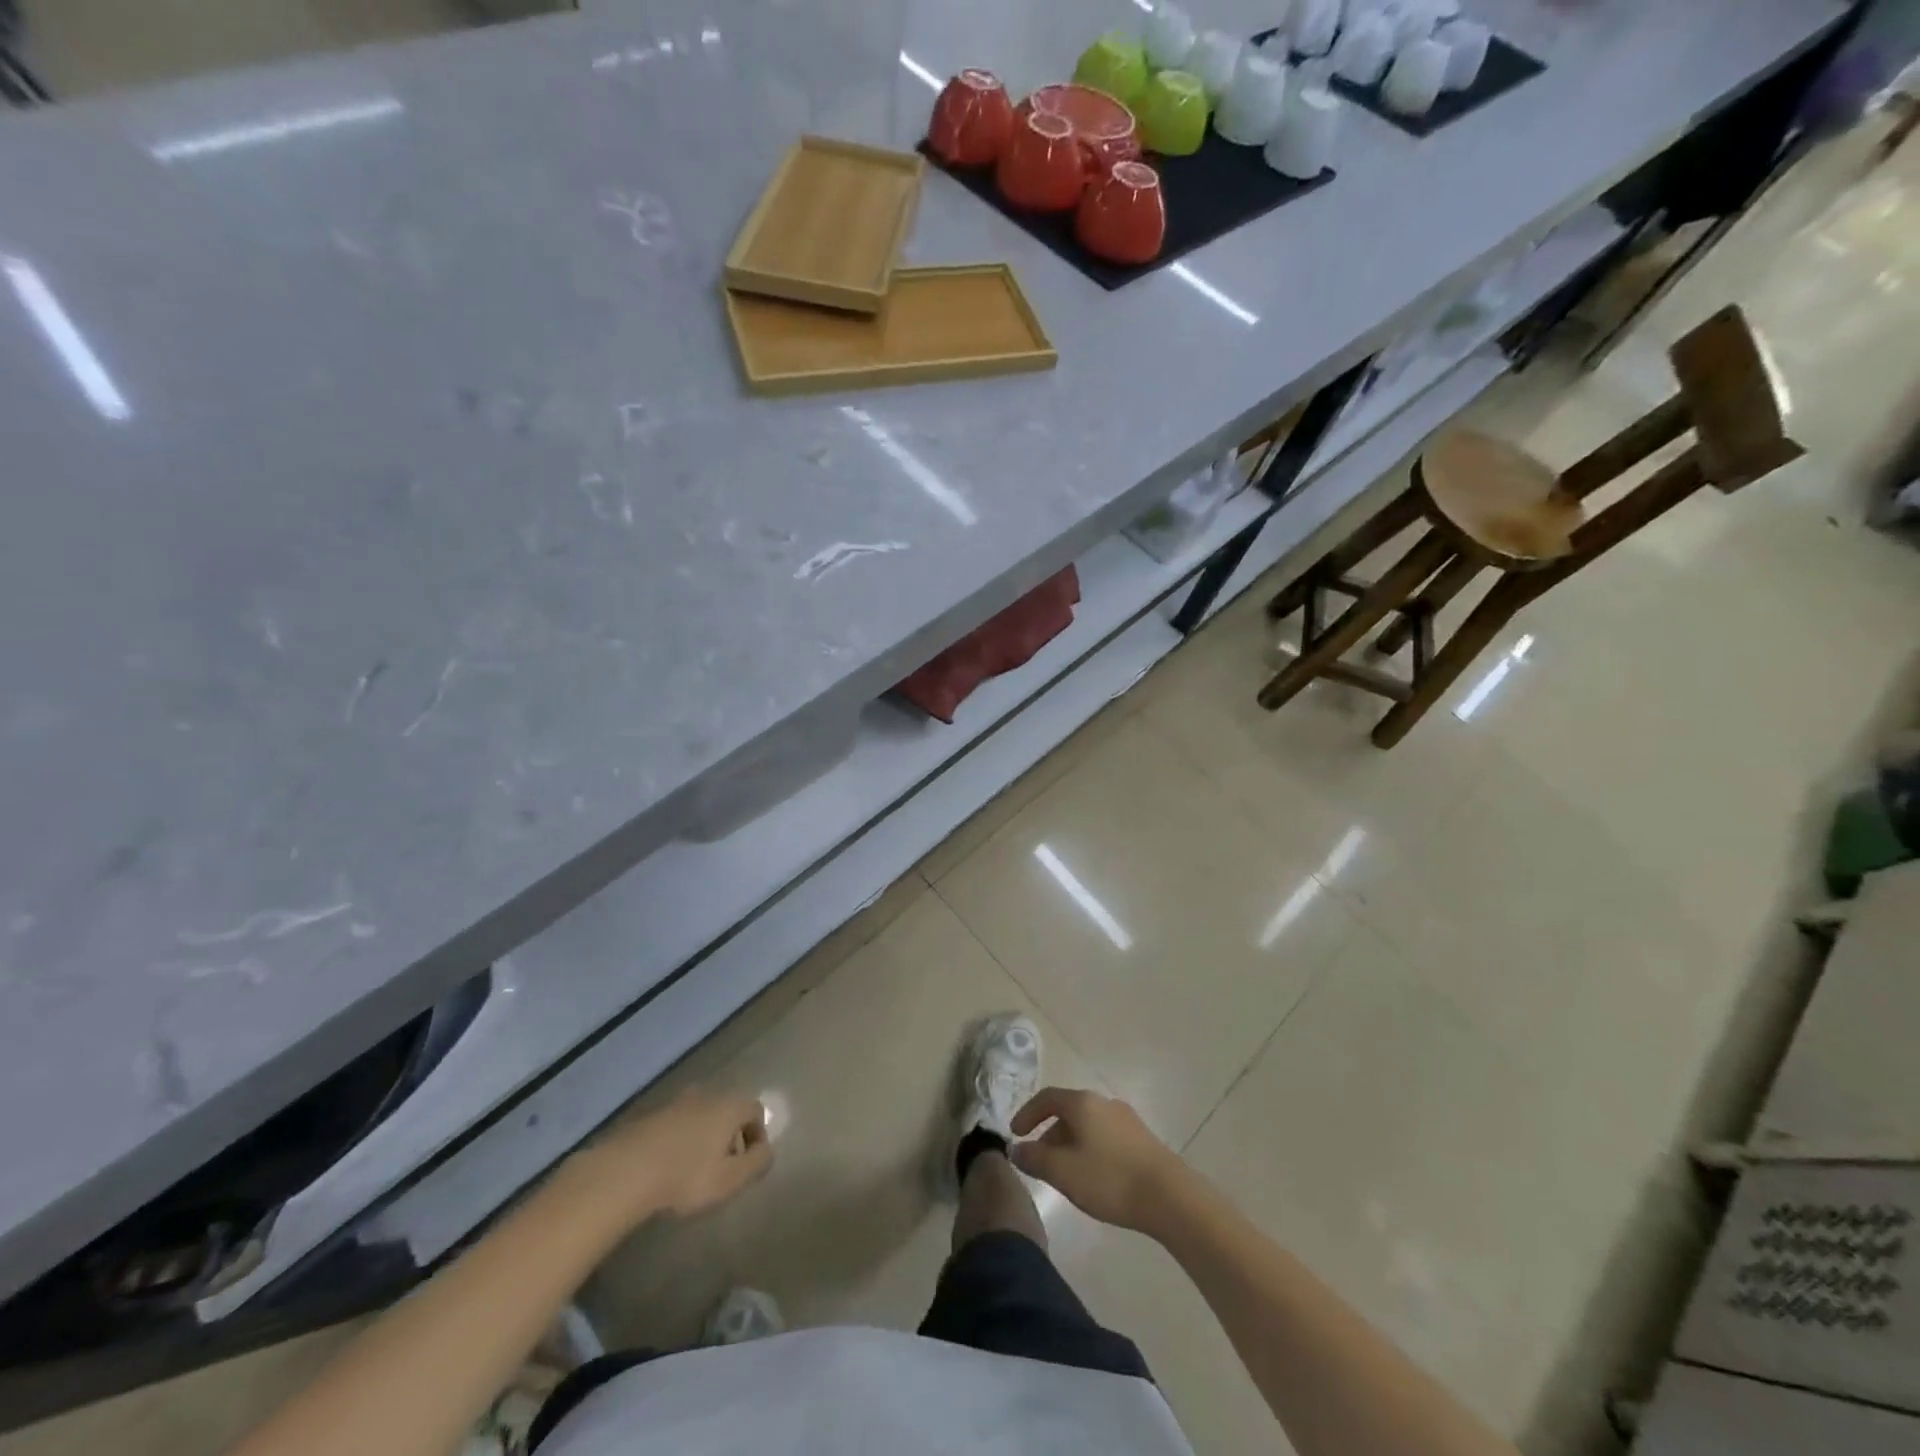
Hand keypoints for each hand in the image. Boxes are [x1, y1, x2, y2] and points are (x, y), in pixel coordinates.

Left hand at [569, 1088, 772, 1224]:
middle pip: (728, 1110)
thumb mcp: (731, 1179)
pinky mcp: (649, 1116)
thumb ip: (757, 1163)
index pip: (756, 1110)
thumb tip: (767, 1151)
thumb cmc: (686, 1176)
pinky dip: (679, 1140)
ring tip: (694, 1169)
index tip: (749, 1163)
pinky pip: (676, 1125)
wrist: (624, 1172)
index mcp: (729, 1106)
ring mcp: (675, 1103)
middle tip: (723, 1167)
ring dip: (703, 1137)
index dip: (758, 1136)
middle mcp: (706, 1095)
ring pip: (700, 1116)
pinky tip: (668, 1167)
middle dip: (730, 1135)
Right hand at [1009, 1087, 1185, 1233]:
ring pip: (1087, 1125)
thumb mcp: (1063, 1172)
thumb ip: (1035, 1159)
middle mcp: (1103, 1102)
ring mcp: (1126, 1119)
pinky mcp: (1141, 1138)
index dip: (1027, 1114)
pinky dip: (1089, 1149)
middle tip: (1039, 1162)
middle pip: (1068, 1111)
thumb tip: (1016, 1149)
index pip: (1046, 1098)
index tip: (1015, 1135)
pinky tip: (1093, 1177)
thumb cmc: (1110, 1179)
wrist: (1170, 1196)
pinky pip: (1105, 1136)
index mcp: (1082, 1102)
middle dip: (1049, 1134)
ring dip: (1070, 1144)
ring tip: (1065, 1174)